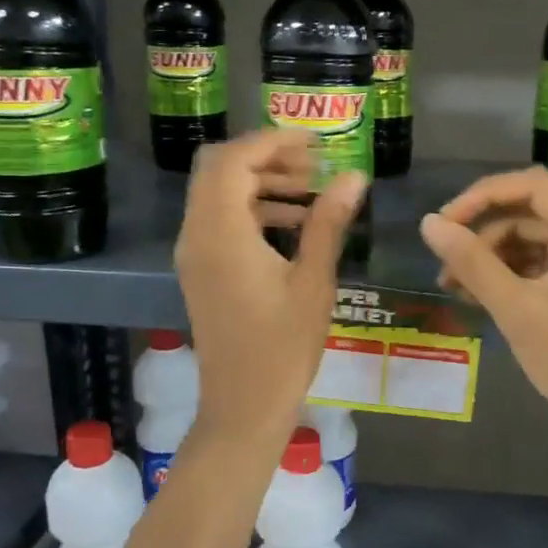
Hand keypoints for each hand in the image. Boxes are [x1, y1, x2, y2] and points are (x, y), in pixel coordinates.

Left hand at [175, 131, 363, 446]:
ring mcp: (194, 254)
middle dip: (266, 157)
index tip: (317, 143)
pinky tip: (293, 224)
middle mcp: (196, 235)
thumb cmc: (283, 347)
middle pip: (219, 168)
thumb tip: (353, 176)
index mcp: (221, 233)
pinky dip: (251, 208)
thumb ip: (329, 222)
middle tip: (314, 165)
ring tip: (312, 191)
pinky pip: (219, 220)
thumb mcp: (314, 281)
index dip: (274, 141)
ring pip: (217, 193)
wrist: (243, 406)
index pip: (235, 160)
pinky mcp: (200, 270)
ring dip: (261, 182)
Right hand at [418, 168, 547, 448]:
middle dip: (483, 235)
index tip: (444, 223)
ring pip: (531, 240)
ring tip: (456, 289)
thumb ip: (471, 262)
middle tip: (445, 265)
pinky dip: (510, 275)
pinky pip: (542, 263)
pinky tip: (481, 297)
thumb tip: (428, 223)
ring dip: (492, 257)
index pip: (531, 185)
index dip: (481, 196)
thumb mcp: (515, 308)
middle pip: (529, 212)